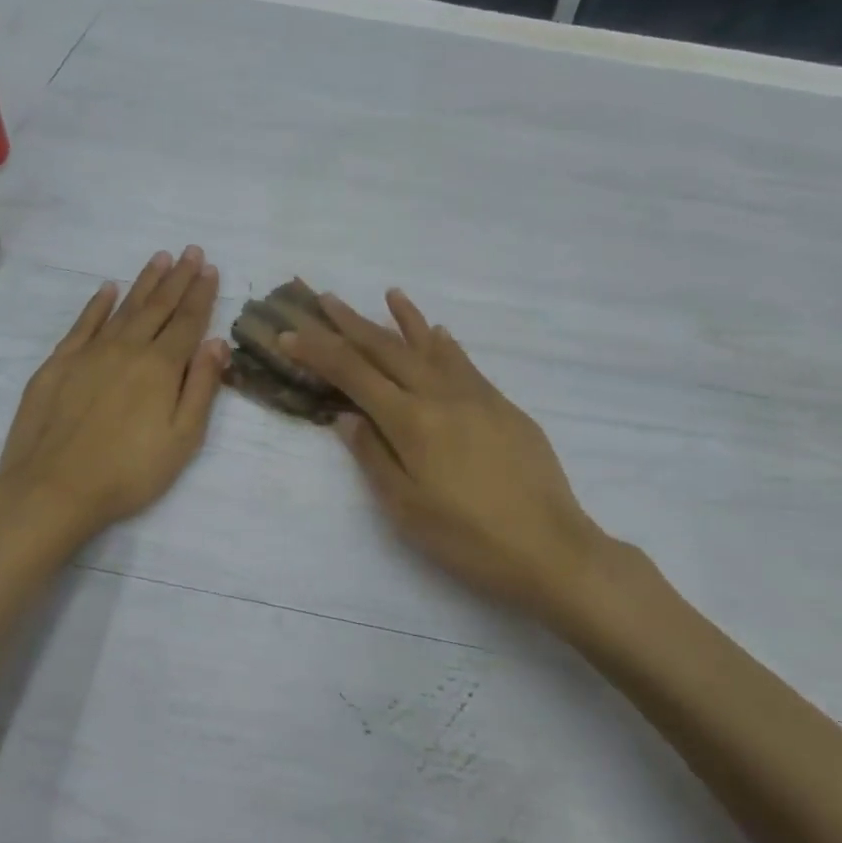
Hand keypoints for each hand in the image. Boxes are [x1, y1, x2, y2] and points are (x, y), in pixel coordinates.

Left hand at [0, 246, 226, 544]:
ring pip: (124, 308)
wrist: (52, 489)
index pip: (188, 322)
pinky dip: (98, 304)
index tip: (210, 268)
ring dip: (144, 282)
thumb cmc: (129, 472)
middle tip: (191, 251)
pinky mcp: (58, 364)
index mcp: (161, 367)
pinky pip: (83, 324)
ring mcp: (89, 353)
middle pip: (158, 307)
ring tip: (160, 258)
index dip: (202, 294)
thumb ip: (202, 388)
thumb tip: (216, 342)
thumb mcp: (182, 439)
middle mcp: (127, 349)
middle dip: (178, 278)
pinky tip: (108, 288)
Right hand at [280, 290, 607, 617]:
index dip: (318, 351)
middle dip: (352, 324)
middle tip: (325, 300)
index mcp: (411, 421)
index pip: (353, 375)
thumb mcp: (406, 508)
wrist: (551, 548)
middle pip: (388, 350)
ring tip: (388, 294)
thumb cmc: (469, 539)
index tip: (290, 332)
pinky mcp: (504, 406)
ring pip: (431, 347)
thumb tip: (346, 416)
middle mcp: (441, 396)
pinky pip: (466, 363)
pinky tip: (439, 333)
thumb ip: (374, 456)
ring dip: (404, 320)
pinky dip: (445, 344)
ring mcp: (477, 396)